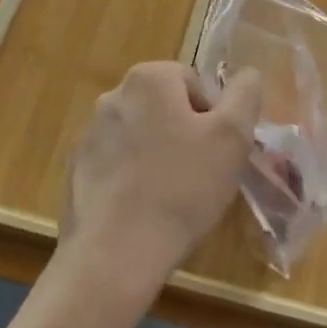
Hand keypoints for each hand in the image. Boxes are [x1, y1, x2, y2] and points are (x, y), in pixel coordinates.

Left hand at [59, 61, 262, 300]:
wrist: (116, 253)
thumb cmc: (182, 188)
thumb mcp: (232, 138)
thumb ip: (245, 95)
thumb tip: (248, 74)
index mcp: (149, 78)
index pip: (194, 83)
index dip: (213, 117)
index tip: (217, 152)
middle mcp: (114, 94)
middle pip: (165, 105)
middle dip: (185, 133)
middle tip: (200, 174)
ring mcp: (91, 131)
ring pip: (141, 133)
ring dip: (158, 154)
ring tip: (171, 196)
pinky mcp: (77, 167)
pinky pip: (117, 161)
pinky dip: (132, 176)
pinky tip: (143, 208)